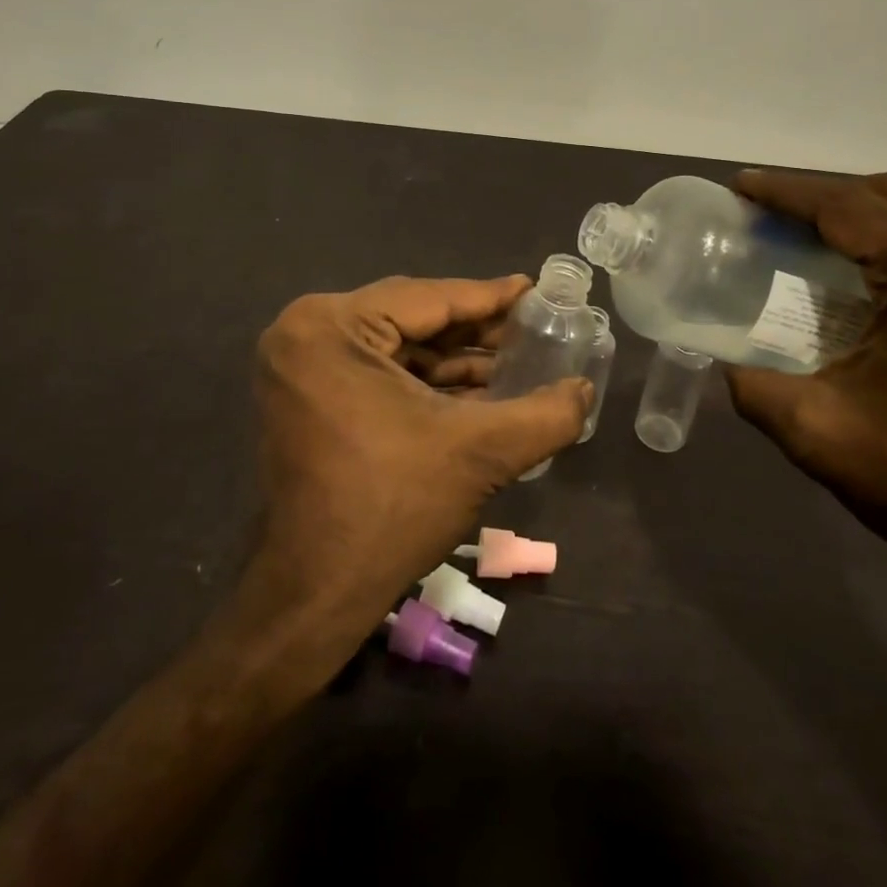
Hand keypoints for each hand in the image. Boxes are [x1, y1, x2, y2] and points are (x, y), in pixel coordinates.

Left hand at [253, 274, 590, 610]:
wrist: (316, 596)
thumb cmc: (393, 509)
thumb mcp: (481, 452)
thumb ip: (546, 415)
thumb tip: (585, 390)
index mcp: (331, 326)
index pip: (429, 298)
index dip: (490, 297)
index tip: (535, 290)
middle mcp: (307, 333)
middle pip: (412, 318)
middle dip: (476, 330)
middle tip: (533, 327)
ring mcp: (301, 367)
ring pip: (398, 346)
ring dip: (456, 358)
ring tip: (517, 361)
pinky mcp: (308, 397)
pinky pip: (379, 371)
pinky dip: (428, 381)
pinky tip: (480, 390)